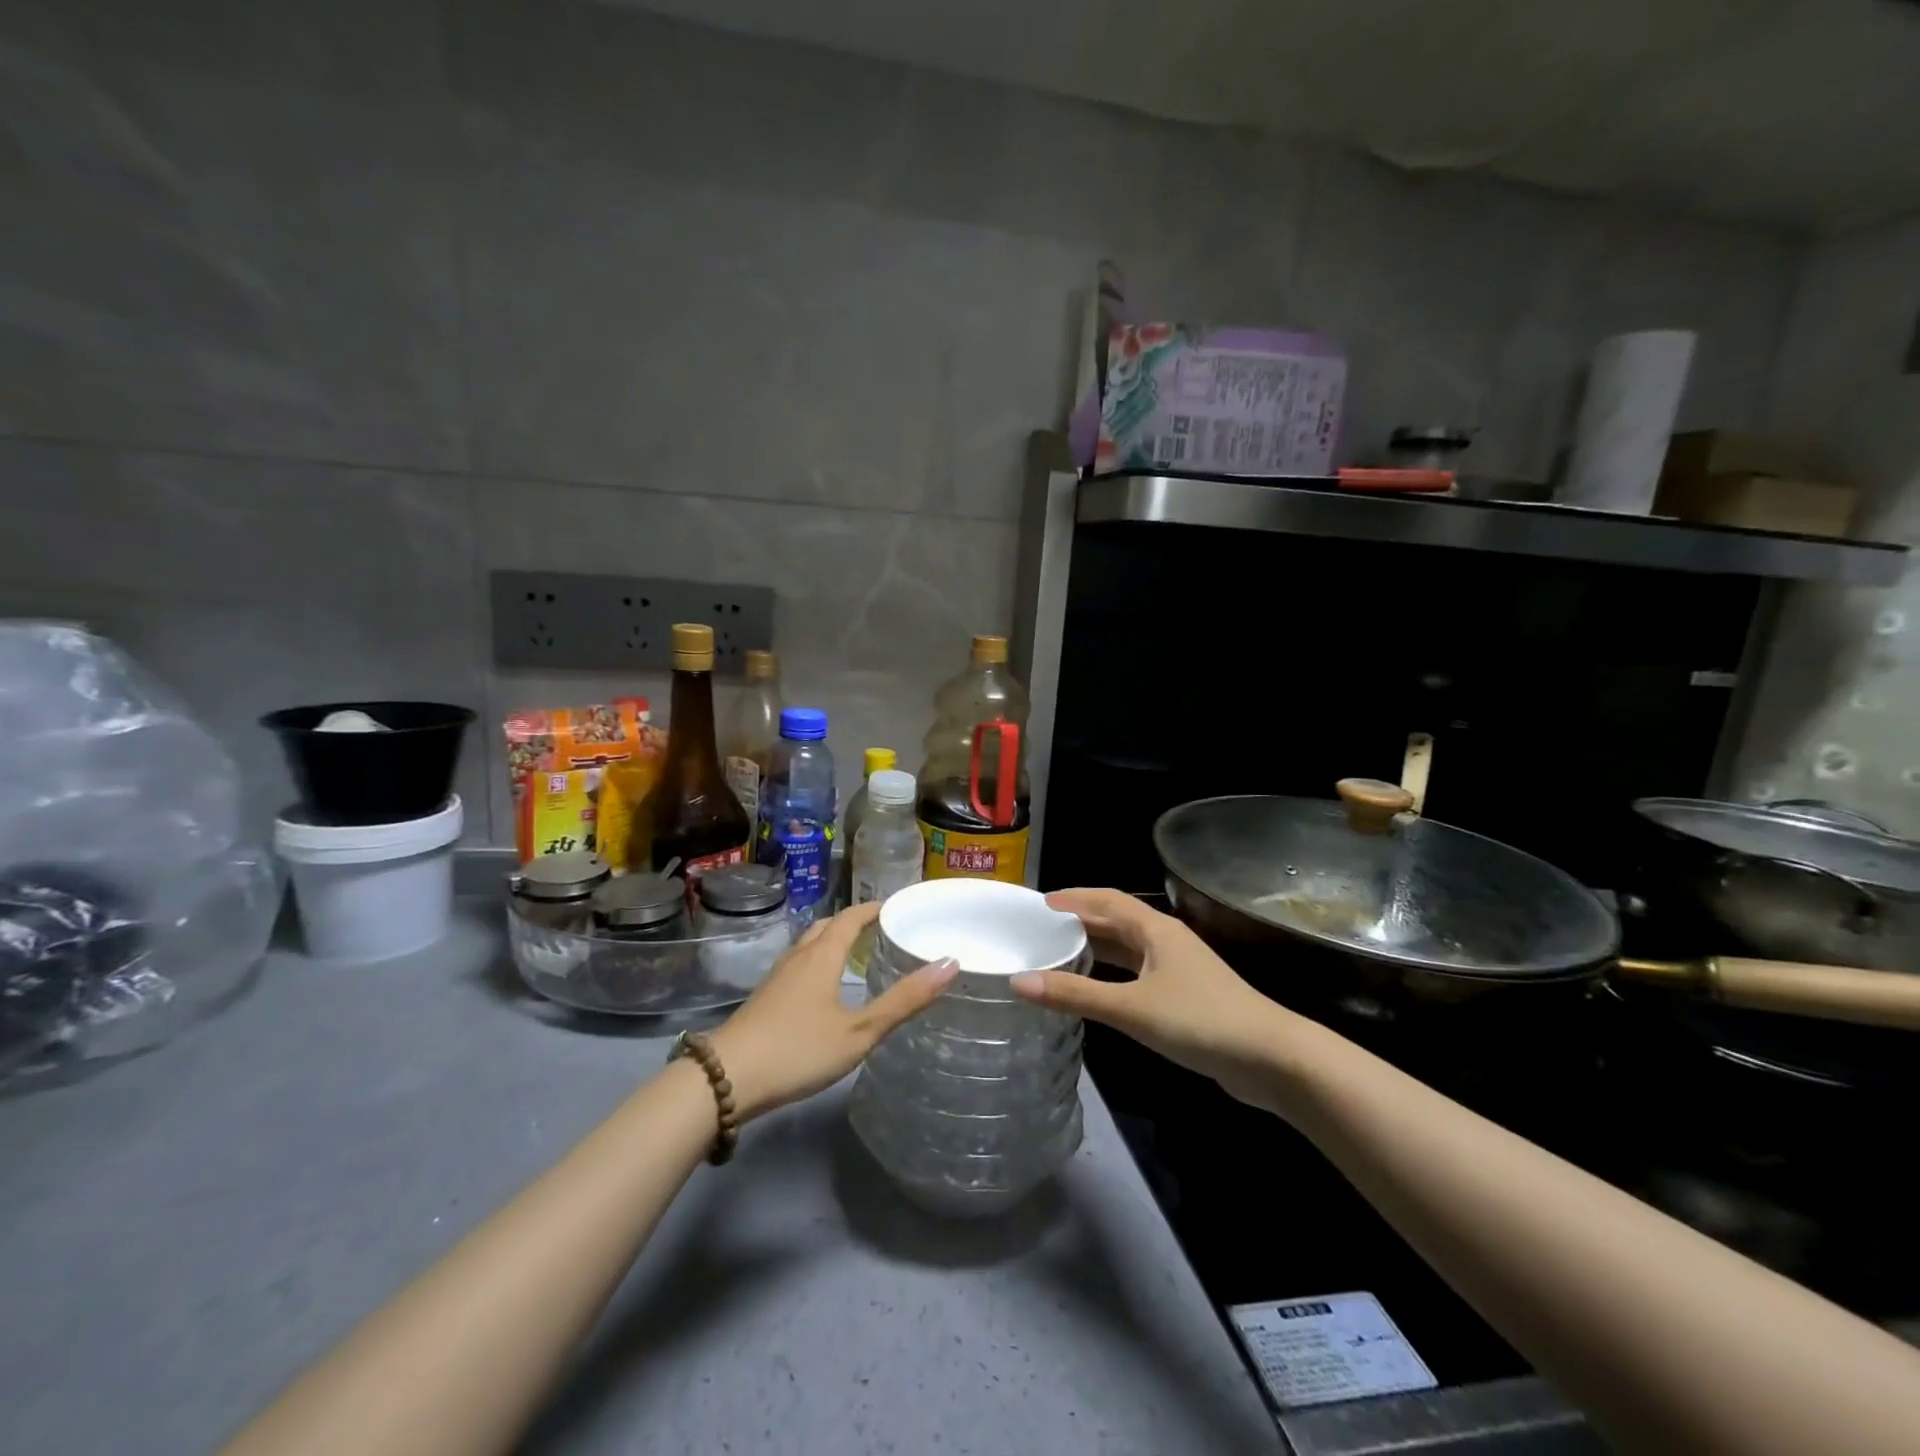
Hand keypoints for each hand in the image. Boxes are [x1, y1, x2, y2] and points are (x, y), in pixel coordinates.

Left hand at [709, 902, 956, 1121]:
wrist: (727, 1078)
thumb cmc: (799, 1050)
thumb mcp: (860, 1031)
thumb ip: (904, 1000)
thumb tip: (949, 963)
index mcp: (823, 955)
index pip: (852, 917)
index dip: (875, 908)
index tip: (897, 907)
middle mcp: (799, 956)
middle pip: (828, 925)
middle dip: (854, 922)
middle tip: (882, 929)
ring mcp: (778, 976)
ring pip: (810, 944)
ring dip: (833, 940)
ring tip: (857, 954)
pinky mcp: (765, 997)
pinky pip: (799, 963)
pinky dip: (819, 960)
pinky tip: (825, 988)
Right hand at [1011, 889, 1295, 1105]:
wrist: (1270, 1059)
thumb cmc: (1199, 1020)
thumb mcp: (1131, 1007)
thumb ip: (1075, 994)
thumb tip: (1019, 981)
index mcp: (1156, 929)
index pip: (1107, 900)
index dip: (1074, 898)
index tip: (1039, 904)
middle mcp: (1166, 940)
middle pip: (1117, 921)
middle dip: (1081, 921)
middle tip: (1042, 929)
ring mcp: (1178, 968)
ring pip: (1128, 948)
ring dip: (1097, 947)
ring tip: (1059, 953)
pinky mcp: (1185, 995)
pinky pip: (1138, 972)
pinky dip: (1112, 973)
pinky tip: (1097, 988)